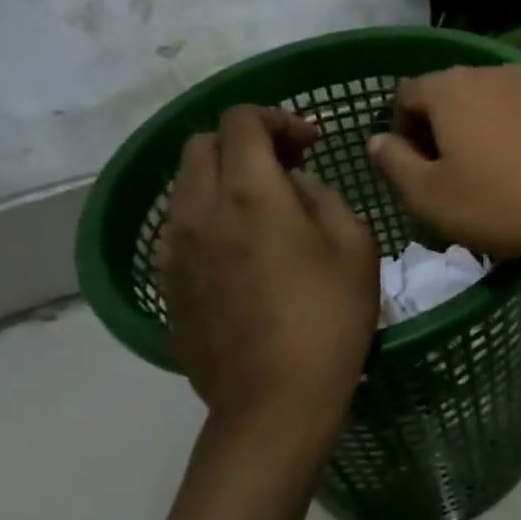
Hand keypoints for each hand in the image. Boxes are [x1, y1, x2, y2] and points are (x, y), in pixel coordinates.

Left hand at [160, 106, 377, 444]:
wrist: (275, 401)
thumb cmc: (330, 318)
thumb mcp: (354, 246)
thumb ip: (323, 197)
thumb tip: (295, 186)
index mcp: (251, 193)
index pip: (241, 120)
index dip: (277, 118)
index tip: (310, 144)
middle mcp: (200, 210)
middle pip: (202, 145)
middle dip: (244, 142)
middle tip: (285, 167)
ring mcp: (174, 249)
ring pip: (184, 185)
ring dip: (222, 179)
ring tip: (262, 208)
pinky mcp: (166, 284)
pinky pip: (179, 228)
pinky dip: (207, 217)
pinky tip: (239, 250)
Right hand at [366, 65, 520, 262]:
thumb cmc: (498, 204)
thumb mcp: (428, 196)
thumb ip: (392, 162)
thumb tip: (377, 139)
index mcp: (449, 87)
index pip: (404, 95)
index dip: (399, 131)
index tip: (413, 171)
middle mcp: (487, 72)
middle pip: (444, 94)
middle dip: (434, 129)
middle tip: (444, 176)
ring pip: (480, 102)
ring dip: (470, 130)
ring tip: (481, 174)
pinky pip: (513, 111)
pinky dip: (503, 131)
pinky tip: (516, 168)